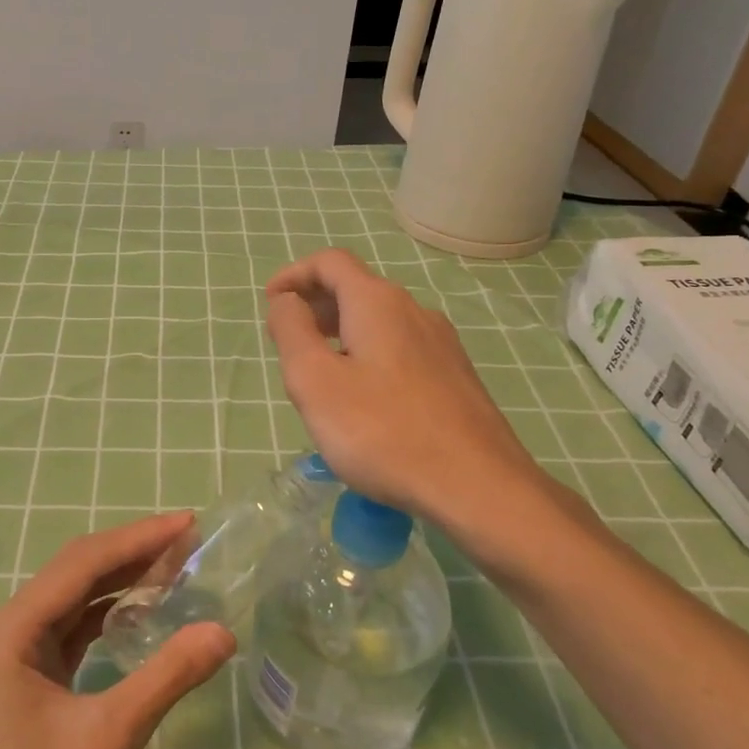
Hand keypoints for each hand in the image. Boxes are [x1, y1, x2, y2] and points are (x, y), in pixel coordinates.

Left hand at [0, 512, 235, 748]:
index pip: (81, 565)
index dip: (137, 539)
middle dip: (132, 554)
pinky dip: (109, 616)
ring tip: (175, 567)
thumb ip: (167, 676)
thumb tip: (224, 630)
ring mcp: (13, 659)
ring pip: (75, 600)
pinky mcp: (27, 683)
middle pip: (76, 574)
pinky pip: (72, 631)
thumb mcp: (109, 739)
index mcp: (9, 633)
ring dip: (122, 582)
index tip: (187, 523)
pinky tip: (142, 613)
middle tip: (189, 541)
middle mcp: (5, 634)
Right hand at [266, 248, 567, 556]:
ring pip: (380, 321)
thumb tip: (286, 300)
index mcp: (377, 303)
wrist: (477, 486)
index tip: (271, 302)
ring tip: (320, 372)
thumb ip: (292, 331)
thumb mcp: (315, 381)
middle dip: (316, 304)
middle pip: (357, 288)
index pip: (330, 262)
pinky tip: (364, 398)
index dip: (294, 274)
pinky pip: (401, 348)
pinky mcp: (455, 376)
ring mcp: (441, 343)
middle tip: (288, 340)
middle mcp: (413, 310)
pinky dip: (369, 353)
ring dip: (342, 331)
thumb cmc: (382, 431)